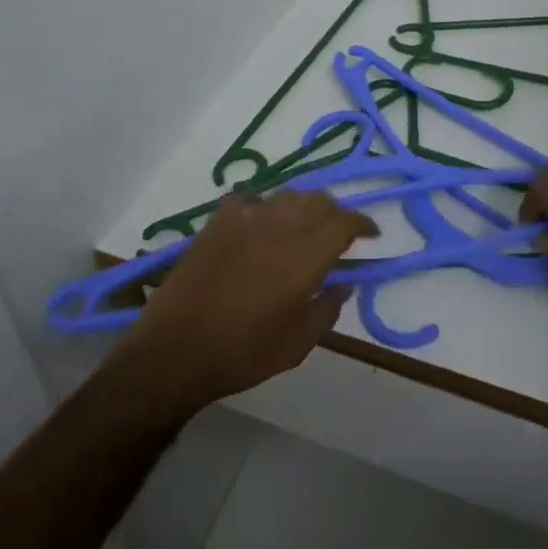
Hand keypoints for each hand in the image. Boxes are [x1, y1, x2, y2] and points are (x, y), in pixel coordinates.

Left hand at [110, 191, 375, 415]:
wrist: (176, 349)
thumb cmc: (243, 353)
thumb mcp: (297, 344)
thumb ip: (327, 309)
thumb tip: (345, 283)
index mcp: (305, 256)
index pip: (344, 222)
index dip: (362, 223)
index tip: (371, 234)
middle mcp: (280, 226)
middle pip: (319, 200)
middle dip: (335, 213)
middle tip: (338, 234)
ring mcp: (246, 218)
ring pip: (288, 195)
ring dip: (303, 207)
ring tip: (302, 228)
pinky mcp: (218, 220)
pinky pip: (250, 200)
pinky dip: (264, 207)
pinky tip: (260, 225)